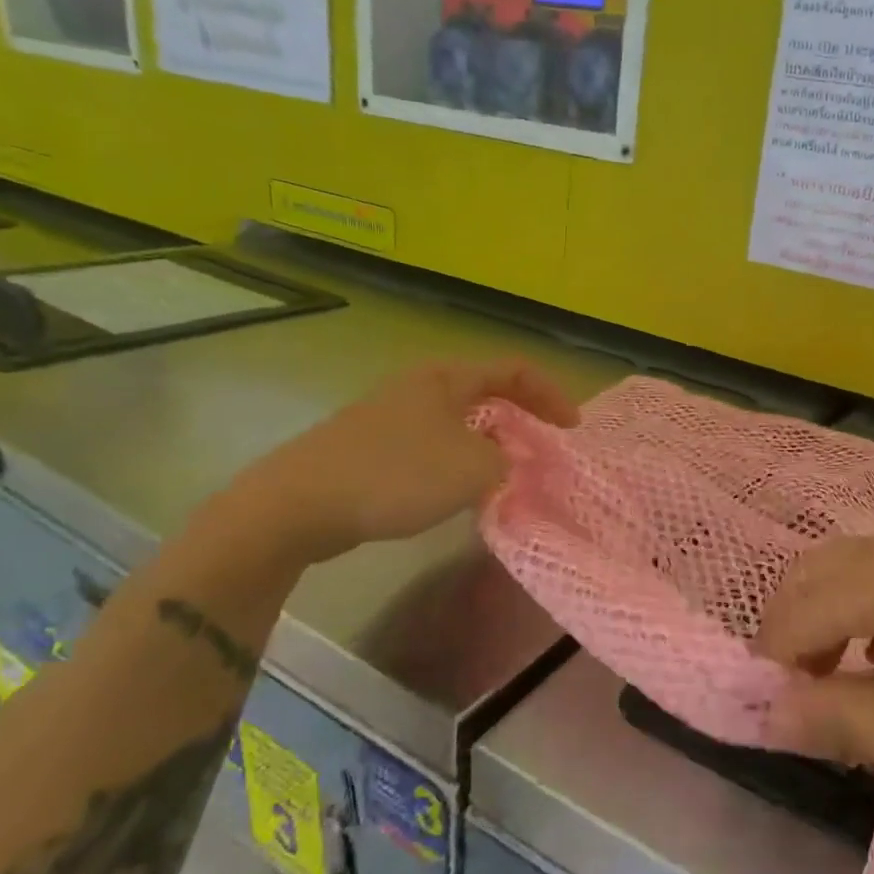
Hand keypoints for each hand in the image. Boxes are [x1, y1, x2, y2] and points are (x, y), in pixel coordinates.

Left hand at [220, 359, 579, 564]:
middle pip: (487, 395)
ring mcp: (391, 417)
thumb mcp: (472, 469)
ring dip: (489, 449)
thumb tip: (504, 464)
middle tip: (542, 454)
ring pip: (458, 425)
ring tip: (505, 480)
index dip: (550, 395)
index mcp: (447, 378)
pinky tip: (456, 497)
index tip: (572, 429)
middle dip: (521, 422)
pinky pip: (432, 448)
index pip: (514, 370)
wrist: (300, 503)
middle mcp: (420, 388)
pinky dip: (457, 466)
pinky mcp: (372, 448)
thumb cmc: (396, 474)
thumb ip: (505, 462)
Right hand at [752, 517, 873, 824]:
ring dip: (833, 623)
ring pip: (856, 571)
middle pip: (816, 576)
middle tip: (803, 703)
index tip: (777, 724)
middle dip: (794, 636)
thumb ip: (840, 722)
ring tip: (845, 688)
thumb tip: (767, 711)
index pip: (795, 614)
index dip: (774, 668)